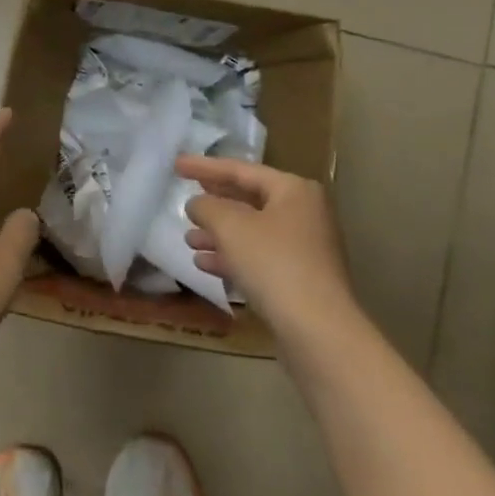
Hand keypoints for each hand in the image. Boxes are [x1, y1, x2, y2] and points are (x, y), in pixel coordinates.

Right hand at [178, 156, 354, 345]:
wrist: (317, 330)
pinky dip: (232, 257)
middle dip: (214, 203)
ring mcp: (305, 248)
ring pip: (252, 231)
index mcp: (294, 190)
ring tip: (189, 239)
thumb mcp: (231, 227)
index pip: (241, 170)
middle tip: (186, 197)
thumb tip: (198, 204)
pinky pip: (259, 257)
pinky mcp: (300, 278)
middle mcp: (304, 213)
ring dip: (219, 234)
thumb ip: (207, 207)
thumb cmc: (274, 264)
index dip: (205, 167)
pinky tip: (204, 264)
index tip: (176, 165)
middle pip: (249, 199)